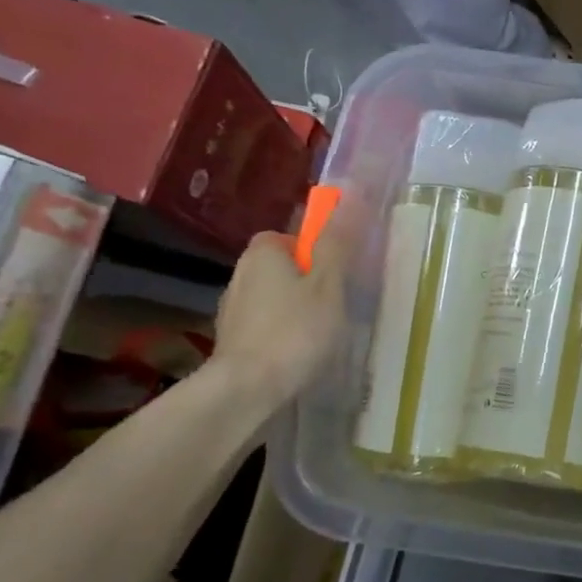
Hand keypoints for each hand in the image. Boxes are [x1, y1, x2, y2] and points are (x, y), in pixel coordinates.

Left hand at [208, 203, 358, 416]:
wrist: (247, 390)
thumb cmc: (295, 330)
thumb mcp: (328, 284)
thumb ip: (337, 242)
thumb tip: (351, 192)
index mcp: (263, 253)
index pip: (287, 236)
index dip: (313, 250)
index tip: (335, 273)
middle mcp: (240, 275)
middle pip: (279, 267)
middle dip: (304, 281)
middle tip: (335, 303)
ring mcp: (231, 311)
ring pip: (270, 298)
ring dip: (292, 309)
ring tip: (320, 333)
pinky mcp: (230, 342)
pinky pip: (263, 326)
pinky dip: (280, 333)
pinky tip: (298, 354)